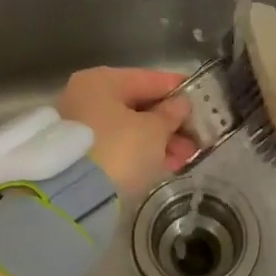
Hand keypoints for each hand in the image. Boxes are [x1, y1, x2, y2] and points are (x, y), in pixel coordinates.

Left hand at [55, 67, 197, 194]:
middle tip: (197, 136)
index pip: (149, 79)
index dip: (178, 89)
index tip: (202, 100)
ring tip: (186, 156)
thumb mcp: (154, 130)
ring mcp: (81, 127)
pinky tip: (166, 164)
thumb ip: (171, 114)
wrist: (74, 197)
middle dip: (170, 122)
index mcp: (102, 81)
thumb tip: (180, 105)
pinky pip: (119, 146)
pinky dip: (141, 153)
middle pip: (138, 105)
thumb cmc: (119, 149)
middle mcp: (86, 97)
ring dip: (159, 140)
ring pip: (129, 128)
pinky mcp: (82, 155)